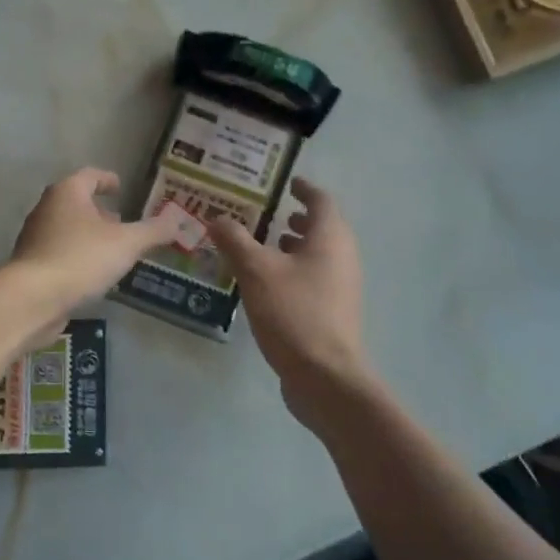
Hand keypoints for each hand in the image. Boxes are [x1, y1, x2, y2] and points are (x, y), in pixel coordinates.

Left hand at [10, 168, 177, 317]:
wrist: (32, 298)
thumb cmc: (80, 259)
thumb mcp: (126, 244)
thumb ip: (153, 231)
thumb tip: (178, 220)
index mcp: (67, 192)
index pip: (89, 176)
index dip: (107, 180)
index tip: (120, 187)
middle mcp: (46, 208)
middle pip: (75, 202)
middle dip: (98, 211)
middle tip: (121, 222)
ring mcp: (34, 237)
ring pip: (66, 228)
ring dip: (87, 235)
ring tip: (111, 250)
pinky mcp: (30, 264)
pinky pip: (58, 252)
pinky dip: (76, 255)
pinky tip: (91, 274)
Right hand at [211, 179, 379, 428]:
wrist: (325, 376)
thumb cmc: (293, 313)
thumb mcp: (256, 271)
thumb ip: (235, 240)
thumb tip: (217, 218)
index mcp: (329, 239)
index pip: (321, 201)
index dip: (304, 189)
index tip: (287, 182)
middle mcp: (342, 257)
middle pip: (323, 227)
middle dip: (297, 218)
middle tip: (269, 213)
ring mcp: (341, 287)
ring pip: (319, 254)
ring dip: (295, 245)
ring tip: (265, 245)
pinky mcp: (333, 312)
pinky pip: (314, 277)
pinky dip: (295, 269)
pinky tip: (268, 282)